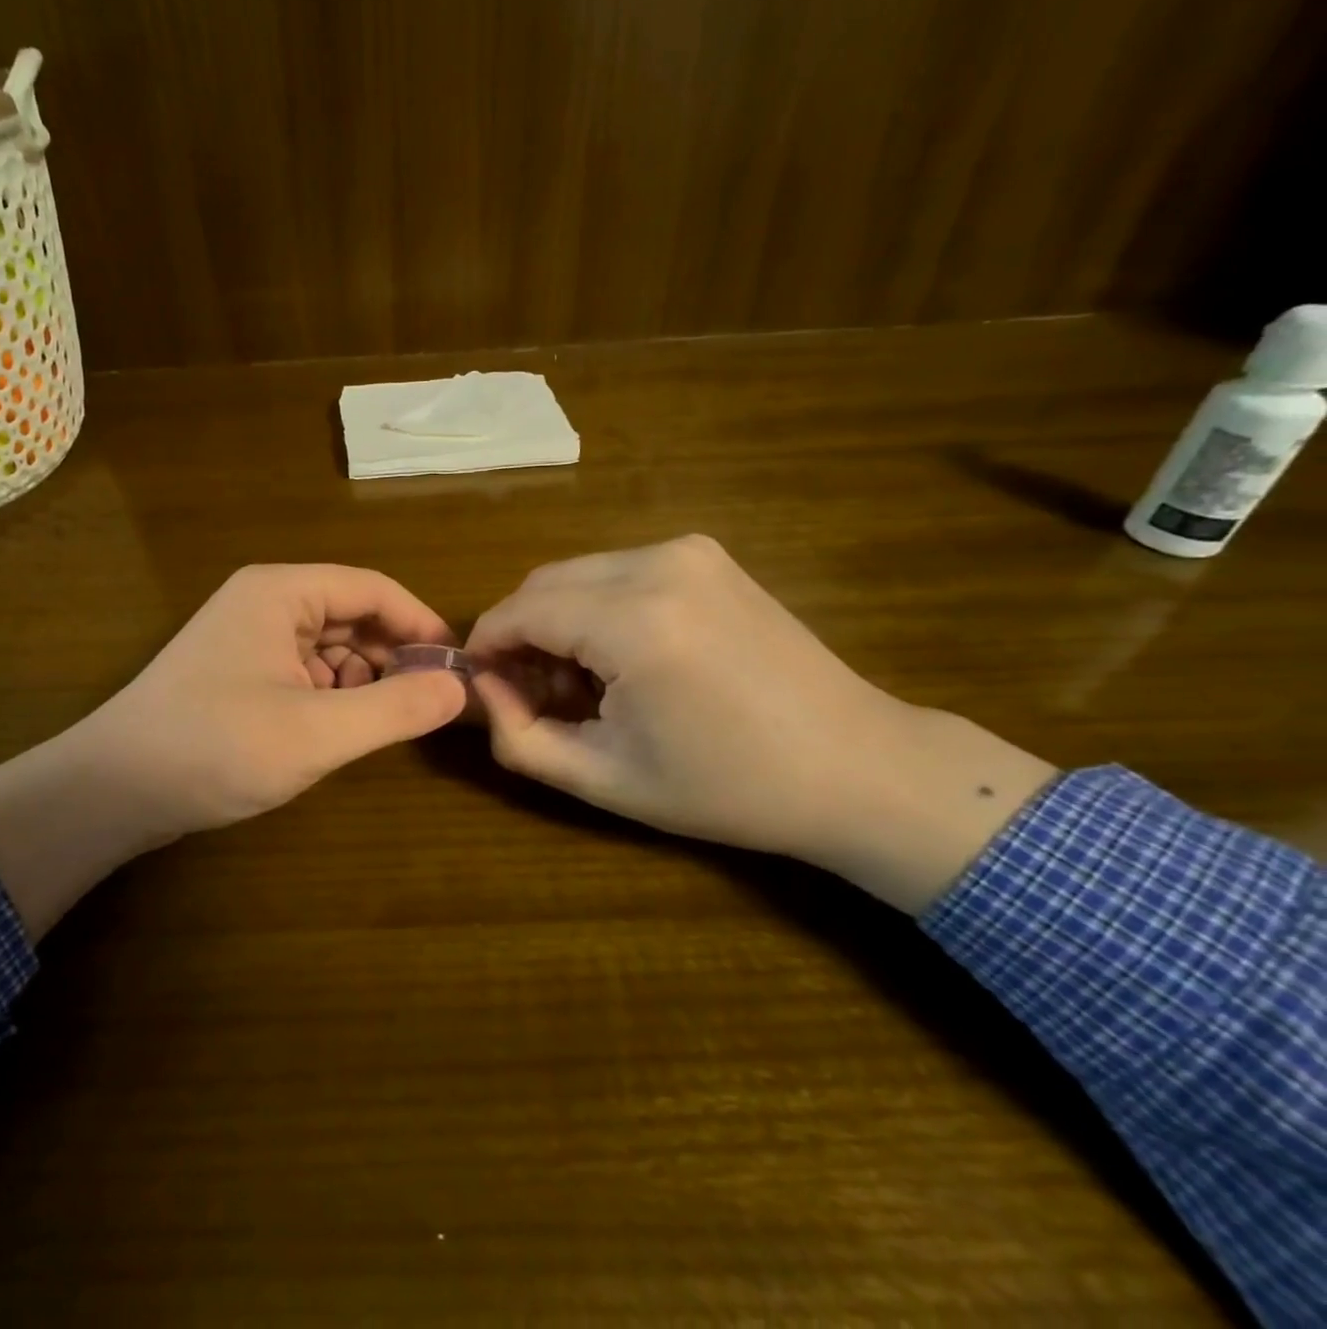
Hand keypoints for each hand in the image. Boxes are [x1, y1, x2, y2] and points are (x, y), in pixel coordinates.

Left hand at [0, 565, 467, 936]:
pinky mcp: (238, 674)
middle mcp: (264, 603)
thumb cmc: (216, 747)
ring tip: (380, 724)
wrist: (112, 791)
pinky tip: (336, 731)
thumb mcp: (317, 732)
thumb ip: (394, 708)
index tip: (457, 666)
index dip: (420, 624)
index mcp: (281, 592)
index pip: (373, 589)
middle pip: (351, 615)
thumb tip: (460, 688)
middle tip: (425, 704)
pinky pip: (303, 672)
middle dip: (391, 656)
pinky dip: (330, 696)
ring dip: (361, 680)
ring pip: (329, 647)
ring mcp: (247, 639)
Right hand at [467, 536, 1057, 912]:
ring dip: (557, 620)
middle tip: (532, 693)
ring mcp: (687, 550)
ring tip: (583, 682)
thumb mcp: (604, 779)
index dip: (485, 648)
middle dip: (520, 633)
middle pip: (542, 583)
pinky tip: (623, 657)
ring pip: (577, 573)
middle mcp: (656, 564)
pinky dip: (596, 606)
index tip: (482, 687)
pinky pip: (617, 570)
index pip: (517, 612)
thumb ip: (519, 737)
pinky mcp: (705, 554)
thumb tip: (483, 690)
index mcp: (633, 621)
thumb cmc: (727, 787)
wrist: (856, 766)